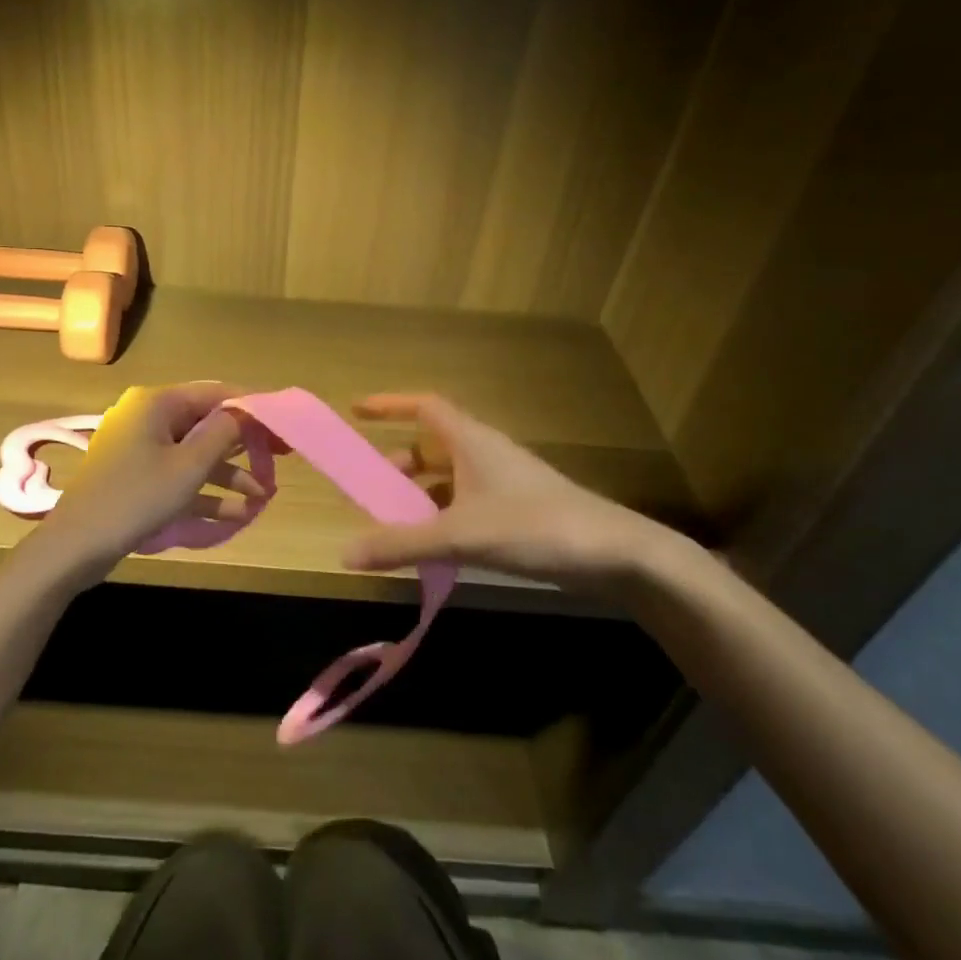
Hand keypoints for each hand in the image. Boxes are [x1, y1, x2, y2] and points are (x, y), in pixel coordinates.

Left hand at [36, 382, 270, 571]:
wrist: (75, 546)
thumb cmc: (136, 497)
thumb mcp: (188, 466)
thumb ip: (223, 434)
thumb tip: (246, 411)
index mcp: (157, 403)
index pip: (215, 393)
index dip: (252, 408)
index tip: (282, 425)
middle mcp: (149, 418)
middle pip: (207, 424)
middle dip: (244, 446)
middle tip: (280, 459)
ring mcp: (141, 450)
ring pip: (196, 454)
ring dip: (229, 475)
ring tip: (264, 498)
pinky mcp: (137, 478)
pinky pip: (179, 477)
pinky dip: (205, 492)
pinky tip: (237, 514)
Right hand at [342, 394, 681, 590]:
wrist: (616, 554)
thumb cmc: (535, 527)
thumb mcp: (461, 535)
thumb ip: (402, 544)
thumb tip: (344, 553)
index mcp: (471, 441)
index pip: (423, 407)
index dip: (389, 405)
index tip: (356, 412)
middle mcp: (486, 454)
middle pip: (432, 446)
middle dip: (398, 463)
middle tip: (372, 489)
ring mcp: (504, 483)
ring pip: (450, 478)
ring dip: (420, 495)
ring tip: (396, 524)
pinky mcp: (518, 511)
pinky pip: (466, 504)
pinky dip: (443, 517)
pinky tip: (435, 548)